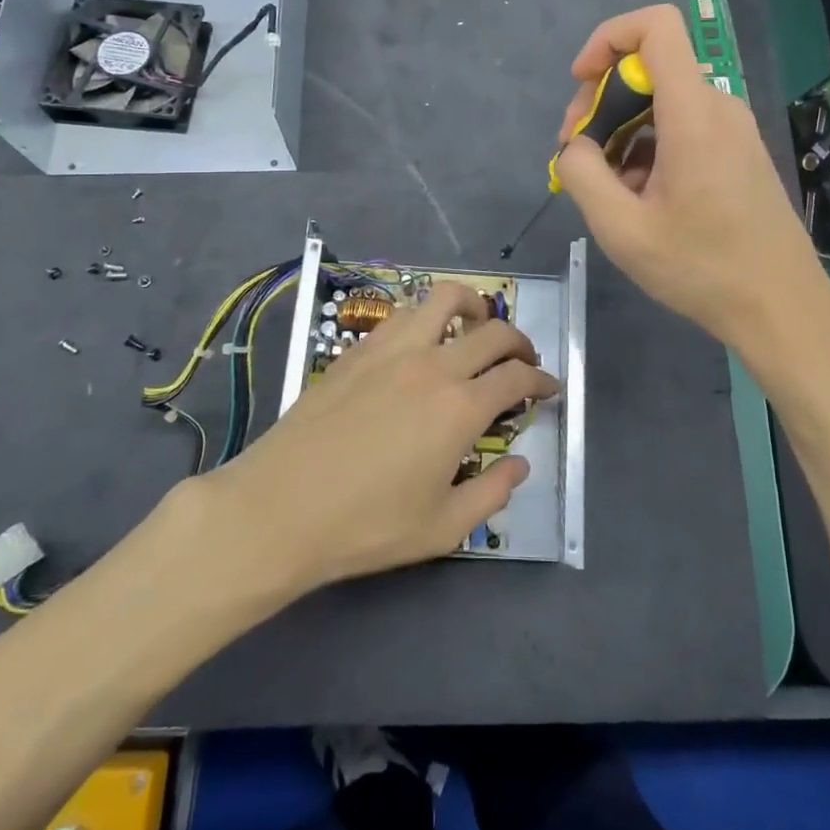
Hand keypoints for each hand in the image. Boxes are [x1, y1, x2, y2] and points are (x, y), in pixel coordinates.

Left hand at [202, 282, 558, 593]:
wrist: (280, 508)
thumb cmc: (366, 525)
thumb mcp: (442, 529)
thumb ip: (493, 494)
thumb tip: (521, 464)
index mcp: (460, 408)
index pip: (517, 378)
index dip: (542, 380)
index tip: (550, 388)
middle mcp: (432, 365)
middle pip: (492, 331)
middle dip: (519, 341)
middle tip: (523, 359)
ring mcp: (392, 350)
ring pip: (443, 300)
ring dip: (472, 307)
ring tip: (476, 325)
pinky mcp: (358, 350)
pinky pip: (403, 314)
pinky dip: (427, 317)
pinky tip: (423, 341)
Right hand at [556, 4, 829, 349]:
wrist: (782, 309)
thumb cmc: (703, 269)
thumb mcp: (622, 230)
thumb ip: (584, 174)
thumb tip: (577, 146)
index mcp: (693, 113)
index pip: (656, 26)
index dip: (608, 38)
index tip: (581, 83)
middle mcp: (718, 107)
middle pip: (650, 68)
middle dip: (602, 100)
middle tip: (578, 154)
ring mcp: (733, 129)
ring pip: (663, 102)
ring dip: (623, 131)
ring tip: (607, 187)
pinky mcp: (739, 151)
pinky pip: (683, 126)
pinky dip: (650, 147)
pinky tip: (639, 197)